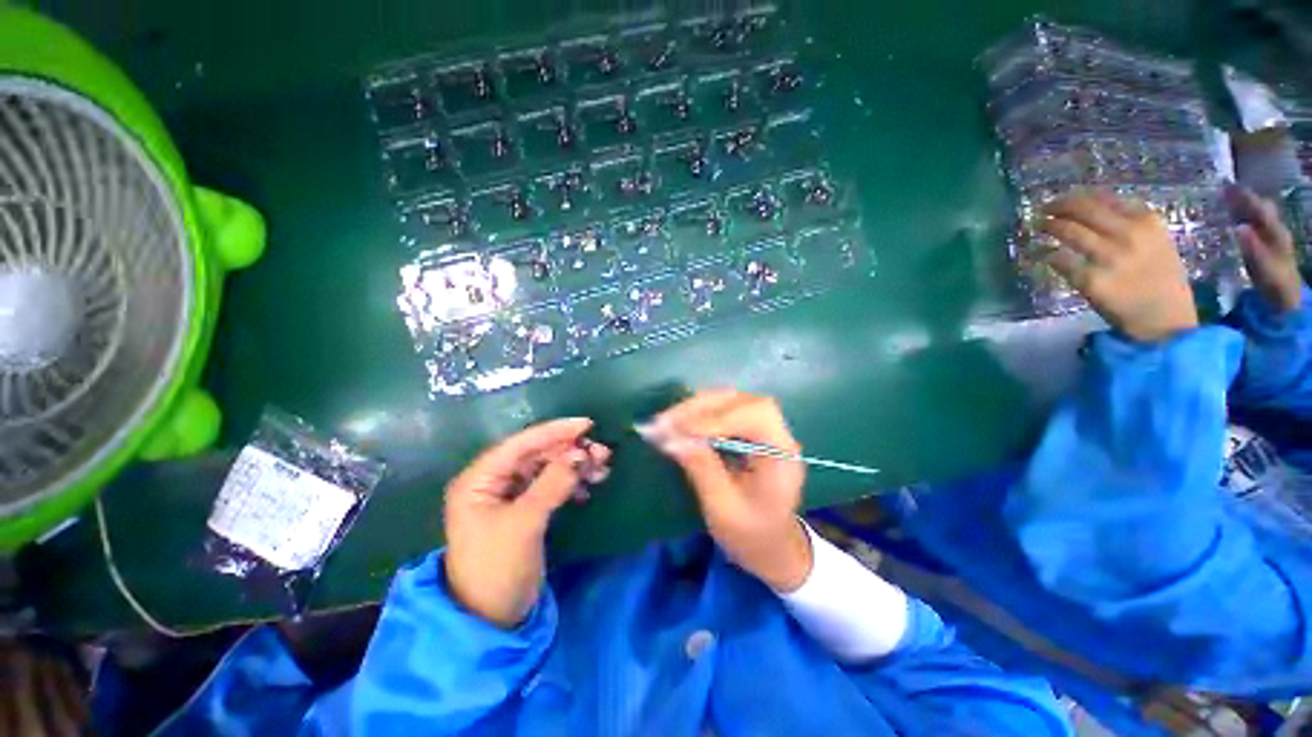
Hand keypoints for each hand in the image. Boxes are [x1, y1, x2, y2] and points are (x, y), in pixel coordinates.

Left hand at [443, 419, 609, 627]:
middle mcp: (493, 481)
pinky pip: (551, 486)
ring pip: (547, 469)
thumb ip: (553, 484)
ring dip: (574, 466)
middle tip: (602, 452)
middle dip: (570, 451)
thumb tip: (581, 454)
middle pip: (537, 455)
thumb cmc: (497, 568)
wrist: (491, 618)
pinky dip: (571, 483)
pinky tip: (588, 487)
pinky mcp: (524, 510)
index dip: (555, 431)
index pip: (521, 444)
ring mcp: (509, 496)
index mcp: (480, 479)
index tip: (587, 425)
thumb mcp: (525, 522)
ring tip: (602, 467)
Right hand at [651, 391, 811, 591]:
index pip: (757, 416)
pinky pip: (725, 409)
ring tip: (666, 421)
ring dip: (696, 407)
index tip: (682, 429)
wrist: (771, 546)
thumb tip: (672, 439)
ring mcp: (765, 429)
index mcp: (782, 455)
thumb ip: (702, 470)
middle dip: (701, 408)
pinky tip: (680, 421)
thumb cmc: (751, 536)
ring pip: (731, 400)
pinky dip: (699, 412)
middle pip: (741, 401)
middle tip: (665, 421)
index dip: (719, 417)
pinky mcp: (750, 430)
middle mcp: (778, 434)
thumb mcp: (723, 510)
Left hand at [1040, 192, 1197, 342]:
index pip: (1102, 198)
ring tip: (1038, 226)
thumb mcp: (1155, 239)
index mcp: (1146, 221)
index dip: (1075, 197)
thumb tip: (1088, 205)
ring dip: (1047, 226)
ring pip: (1068, 231)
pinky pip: (1059, 260)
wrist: (1164, 318)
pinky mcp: (1090, 280)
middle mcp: (1128, 235)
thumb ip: (1128, 221)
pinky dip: (1045, 254)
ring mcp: (1109, 258)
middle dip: (1057, 206)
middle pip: (1082, 210)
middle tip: (1042, 210)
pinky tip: (1040, 253)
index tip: (1061, 200)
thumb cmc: (1158, 277)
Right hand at [1227, 185, 1302, 312]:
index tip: (1224, 186)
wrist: (1287, 301)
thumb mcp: (1265, 269)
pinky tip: (1231, 220)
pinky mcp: (1264, 246)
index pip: (1259, 209)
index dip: (1243, 198)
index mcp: (1275, 233)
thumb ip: (1253, 249)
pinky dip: (1242, 218)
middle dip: (1243, 198)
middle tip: (1220, 190)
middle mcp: (1274, 230)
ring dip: (1243, 207)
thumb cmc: (1275, 286)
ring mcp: (1270, 238)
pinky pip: (1253, 225)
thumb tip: (1238, 227)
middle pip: (1260, 208)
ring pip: (1257, 215)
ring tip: (1223, 201)